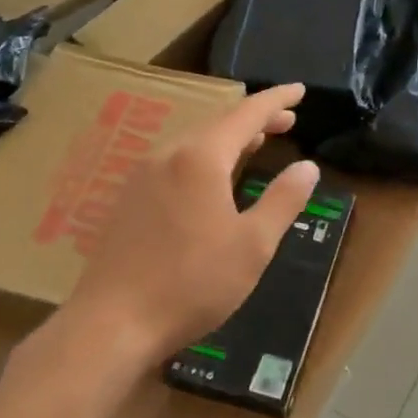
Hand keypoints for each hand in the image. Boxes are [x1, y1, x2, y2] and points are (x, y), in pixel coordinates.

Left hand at [26, 85, 319, 374]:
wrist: (110, 326)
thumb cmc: (192, 283)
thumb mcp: (253, 244)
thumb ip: (283, 200)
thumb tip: (307, 166)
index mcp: (200, 157)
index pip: (246, 113)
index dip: (276, 100)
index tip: (300, 91)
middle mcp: (167, 155)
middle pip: (217, 122)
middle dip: (255, 118)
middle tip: (286, 121)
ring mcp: (141, 176)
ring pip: (193, 141)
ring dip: (228, 137)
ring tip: (255, 143)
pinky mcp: (127, 201)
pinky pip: (174, 161)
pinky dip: (204, 156)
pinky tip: (211, 179)